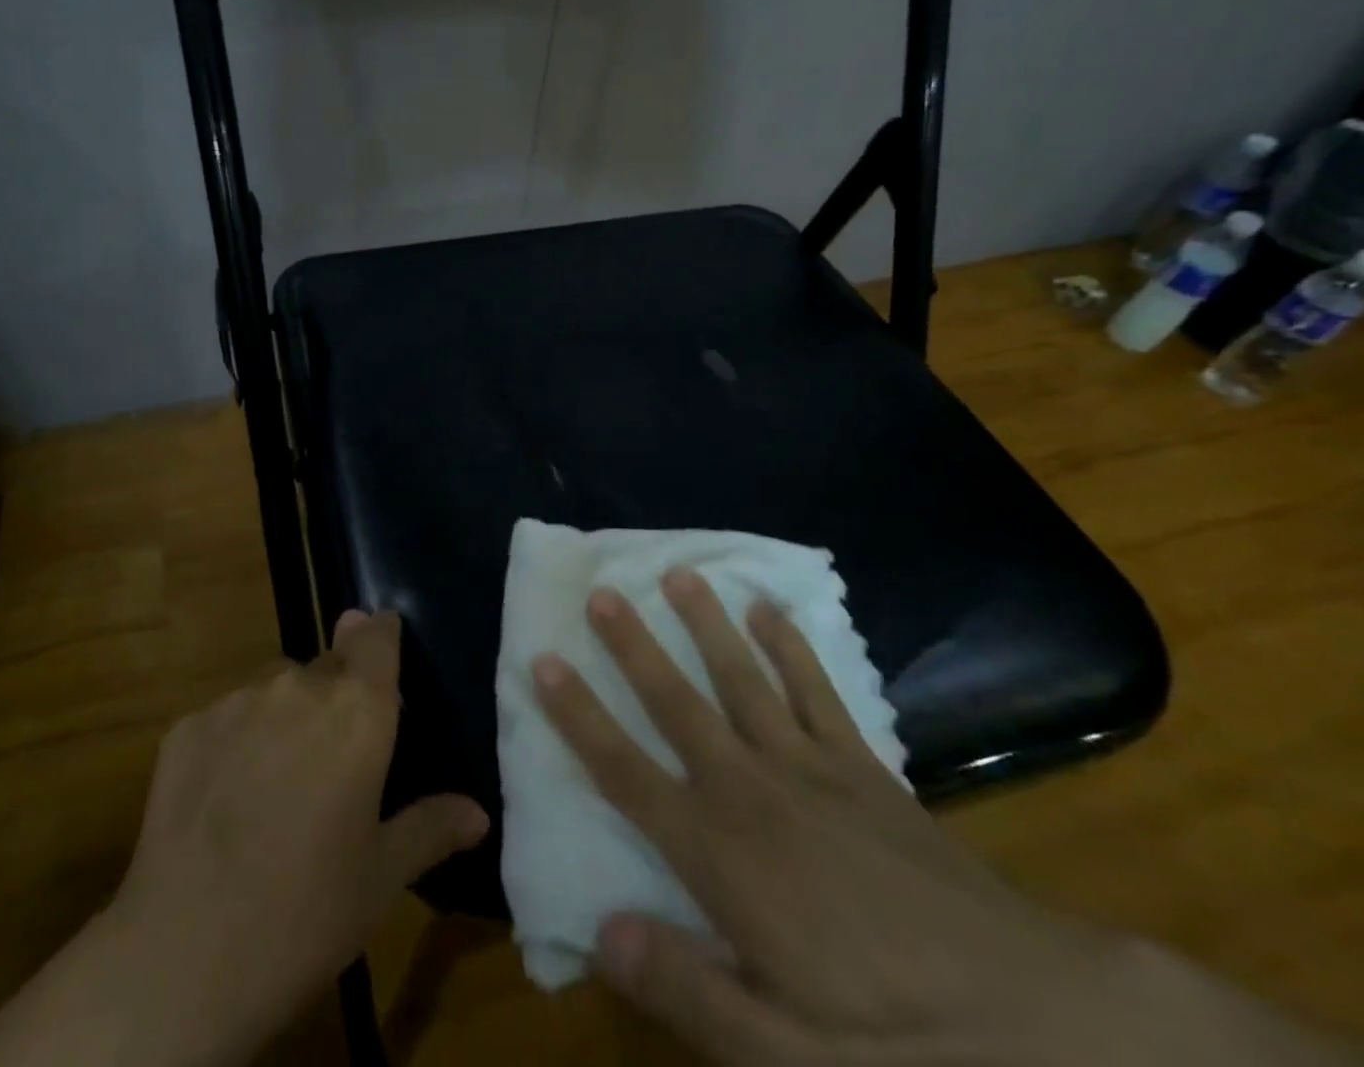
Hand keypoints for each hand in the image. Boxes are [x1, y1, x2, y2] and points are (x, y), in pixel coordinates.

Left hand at [0, 609, 488, 1066]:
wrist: (184, 956)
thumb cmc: (306, 914)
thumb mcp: (381, 878)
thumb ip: (431, 828)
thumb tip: (477, 813)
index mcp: (357, 711)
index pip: (376, 636)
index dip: (380, 633)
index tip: (383, 639)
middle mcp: (298, 686)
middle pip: (328, 664)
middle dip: (337, 694)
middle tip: (334, 754)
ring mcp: (236, 701)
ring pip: (275, 688)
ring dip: (286, 715)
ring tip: (278, 781)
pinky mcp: (187, 726)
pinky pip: (227, 717)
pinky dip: (236, 741)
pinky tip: (227, 799)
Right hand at [534, 571, 1358, 1066]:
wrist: (1048, 1027)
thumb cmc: (903, 1043)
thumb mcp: (791, 1060)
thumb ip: (692, 994)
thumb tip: (601, 929)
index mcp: (723, 855)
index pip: (627, 772)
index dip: (579, 716)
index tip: (543, 661)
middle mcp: (754, 792)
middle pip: (678, 704)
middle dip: (633, 647)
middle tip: (602, 592)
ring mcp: (812, 770)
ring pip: (742, 679)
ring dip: (705, 625)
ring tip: (677, 574)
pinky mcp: (865, 769)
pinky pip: (817, 691)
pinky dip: (790, 646)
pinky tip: (769, 609)